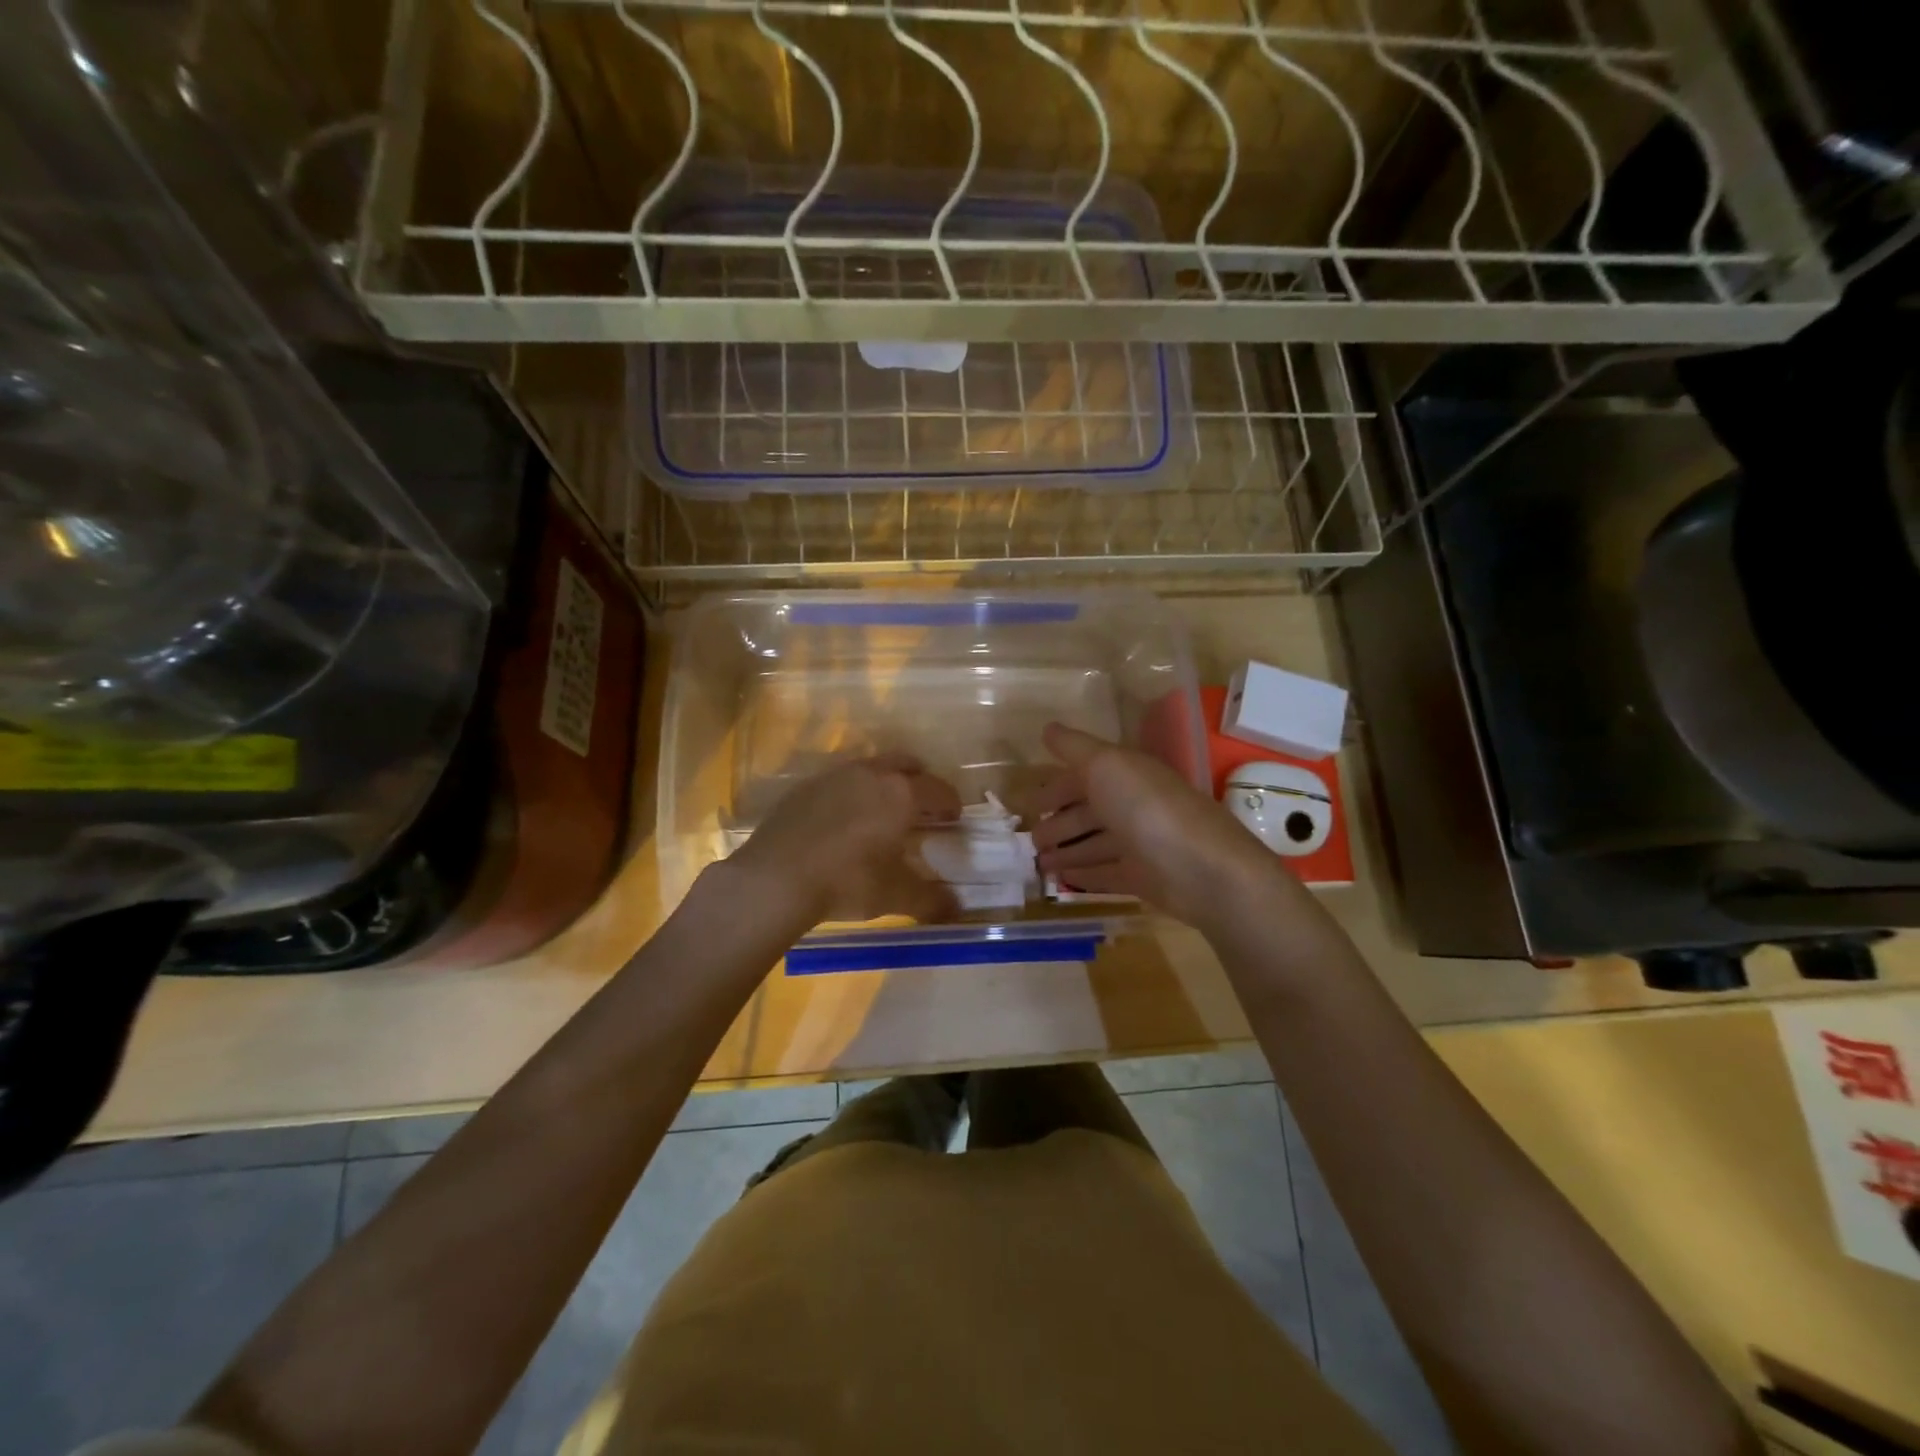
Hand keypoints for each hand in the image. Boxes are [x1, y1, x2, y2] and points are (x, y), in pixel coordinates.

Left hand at [725, 753, 961, 927]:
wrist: (775, 877)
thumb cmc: (847, 881)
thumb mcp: (895, 895)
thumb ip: (930, 900)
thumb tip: (956, 908)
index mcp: (901, 794)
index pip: (938, 789)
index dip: (950, 803)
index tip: (953, 818)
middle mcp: (871, 774)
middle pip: (906, 763)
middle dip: (919, 780)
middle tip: (921, 806)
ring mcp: (834, 776)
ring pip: (870, 767)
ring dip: (883, 783)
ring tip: (880, 812)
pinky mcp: (804, 787)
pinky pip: (838, 781)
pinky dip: (850, 793)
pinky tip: (841, 820)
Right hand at [1030, 722, 1283, 928]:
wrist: (1203, 869)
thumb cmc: (1147, 809)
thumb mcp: (1105, 765)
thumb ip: (1074, 746)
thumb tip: (1047, 727)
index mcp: (1126, 774)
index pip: (1083, 776)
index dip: (1055, 787)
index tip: (1027, 802)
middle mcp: (1133, 805)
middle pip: (1088, 812)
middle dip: (1058, 824)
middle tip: (1029, 841)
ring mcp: (1141, 843)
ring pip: (1095, 844)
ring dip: (1067, 852)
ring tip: (1038, 864)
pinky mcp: (1145, 878)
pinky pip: (1107, 874)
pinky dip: (1086, 875)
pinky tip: (1064, 882)